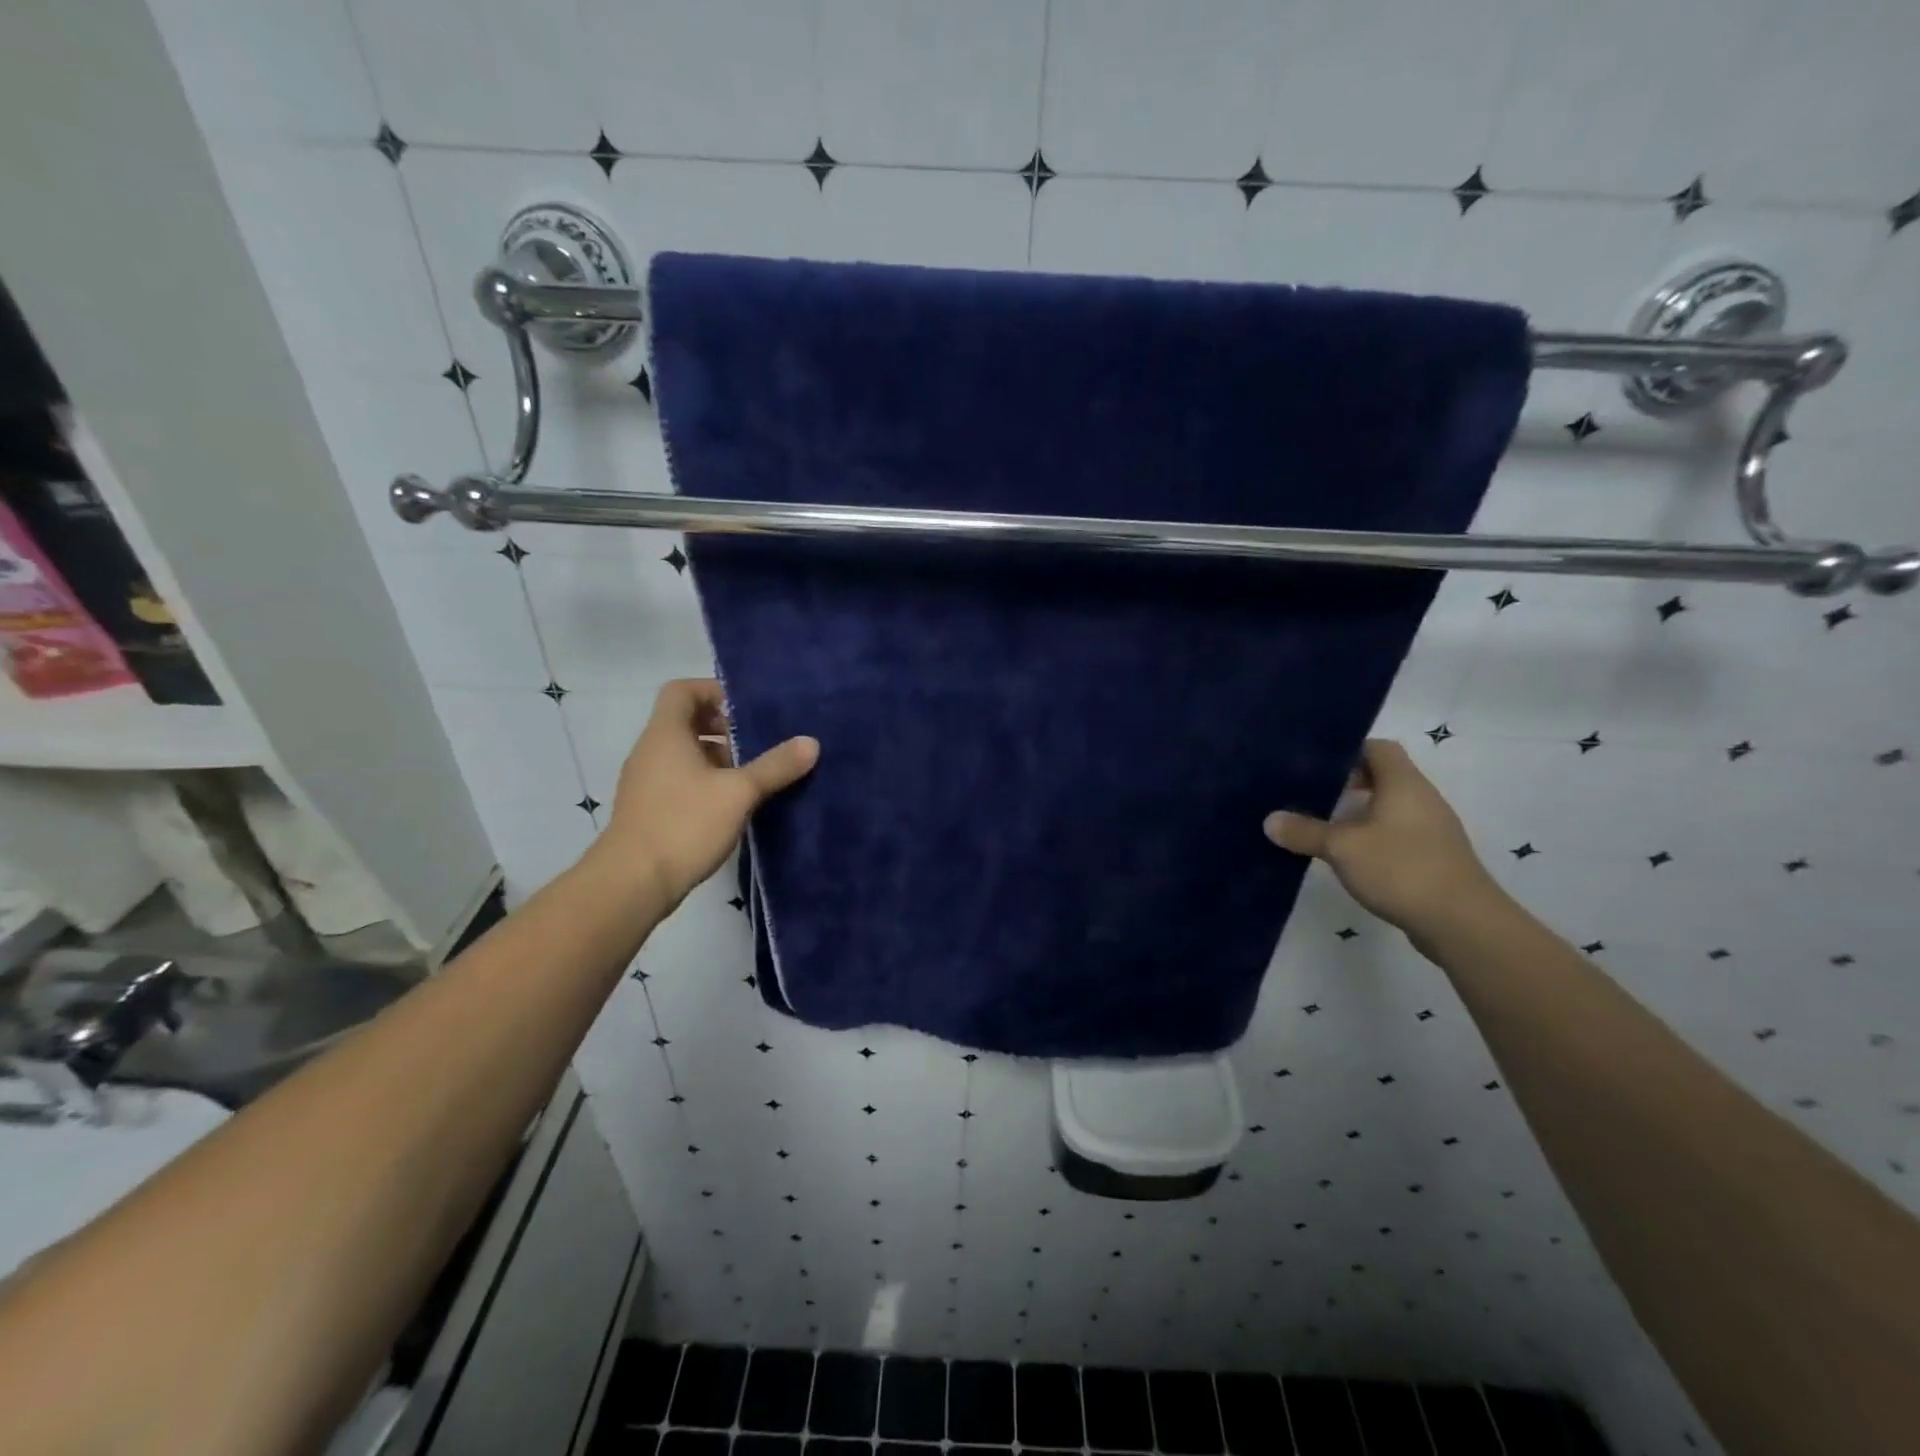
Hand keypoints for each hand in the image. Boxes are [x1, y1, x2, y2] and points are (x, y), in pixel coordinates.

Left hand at [596, 678, 817, 907]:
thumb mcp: (739, 792)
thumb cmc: (684, 824)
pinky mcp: (650, 809)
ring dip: (718, 758)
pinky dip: (707, 782)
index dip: (713, 691)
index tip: (746, 708)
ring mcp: (647, 782)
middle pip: (686, 722)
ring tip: (753, 775)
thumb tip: (811, 742)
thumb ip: (775, 766)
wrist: (632, 883)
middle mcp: (651, 751)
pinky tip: (733, 804)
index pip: (682, 691)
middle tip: (757, 742)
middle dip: (723, 728)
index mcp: (666, 734)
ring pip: (685, 754)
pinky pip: (680, 780)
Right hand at [1264, 739, 1499, 934]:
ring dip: (1358, 812)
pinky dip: (1372, 836)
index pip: (1377, 748)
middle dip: (1347, 782)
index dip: (1347, 750)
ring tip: (1322, 824)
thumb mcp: (1342, 848)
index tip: (1315, 764)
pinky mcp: (1433, 857)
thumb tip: (1270, 820)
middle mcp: (1422, 799)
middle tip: (1310, 793)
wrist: (1462, 923)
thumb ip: (1304, 832)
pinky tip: (1349, 855)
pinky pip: (1397, 832)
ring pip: (1389, 807)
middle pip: (1383, 776)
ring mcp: (1432, 829)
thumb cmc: (1401, 869)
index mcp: (1403, 784)